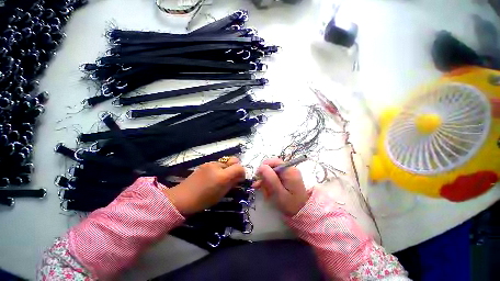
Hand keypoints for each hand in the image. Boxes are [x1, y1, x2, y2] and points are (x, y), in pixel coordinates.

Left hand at [164, 157, 245, 214]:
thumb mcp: (221, 194)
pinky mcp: (205, 163)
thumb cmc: (203, 200)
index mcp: (222, 176)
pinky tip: (214, 176)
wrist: (182, 198)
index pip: (239, 167)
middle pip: (234, 161)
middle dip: (236, 168)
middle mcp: (217, 166)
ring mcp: (210, 163)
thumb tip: (240, 177)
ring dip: (228, 168)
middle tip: (233, 177)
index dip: (242, 172)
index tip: (241, 179)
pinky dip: (221, 168)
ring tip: (222, 177)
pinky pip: (218, 163)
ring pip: (226, 162)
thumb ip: (232, 183)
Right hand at [252, 158, 309, 215]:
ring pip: (271, 172)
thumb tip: (262, 166)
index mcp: (289, 170)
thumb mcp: (279, 193)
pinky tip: (267, 191)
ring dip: (266, 181)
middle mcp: (289, 168)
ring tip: (264, 193)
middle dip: (264, 176)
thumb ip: (271, 178)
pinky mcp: (287, 177)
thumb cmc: (291, 204)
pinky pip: (275, 176)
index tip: (257, 177)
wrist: (302, 212)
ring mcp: (288, 172)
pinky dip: (270, 183)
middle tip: (259, 187)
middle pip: (272, 166)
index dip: (263, 167)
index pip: (273, 161)